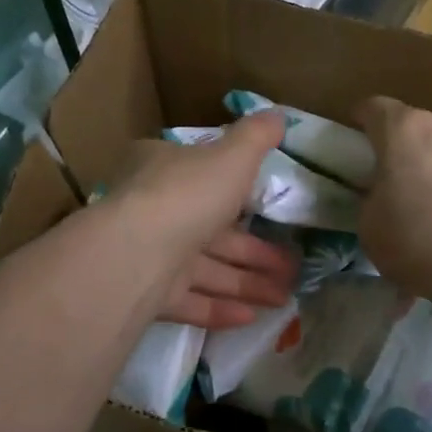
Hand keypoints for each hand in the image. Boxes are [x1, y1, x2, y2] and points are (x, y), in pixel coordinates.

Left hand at [108, 111, 298, 329]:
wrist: (138, 251)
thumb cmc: (188, 193)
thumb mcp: (231, 156)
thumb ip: (255, 138)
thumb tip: (278, 114)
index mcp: (164, 170)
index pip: (203, 178)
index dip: (240, 194)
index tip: (272, 212)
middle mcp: (154, 211)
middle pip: (212, 232)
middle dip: (255, 253)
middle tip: (293, 269)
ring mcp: (149, 256)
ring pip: (205, 271)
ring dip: (246, 284)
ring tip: (285, 298)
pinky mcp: (147, 295)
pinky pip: (190, 301)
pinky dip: (220, 309)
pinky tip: (252, 317)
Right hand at [355, 96, 431, 310]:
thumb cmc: (420, 240)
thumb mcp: (370, 227)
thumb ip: (372, 200)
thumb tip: (384, 198)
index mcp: (404, 131)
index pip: (375, 108)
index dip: (363, 120)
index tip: (356, 138)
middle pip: (418, 129)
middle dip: (407, 152)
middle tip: (399, 187)